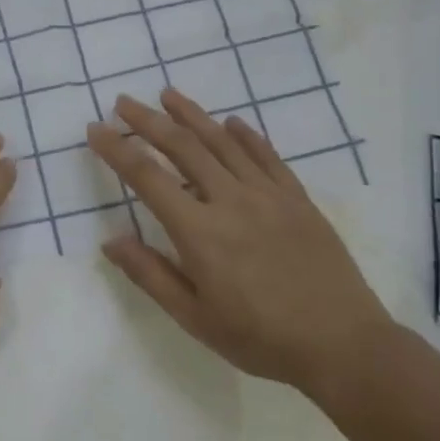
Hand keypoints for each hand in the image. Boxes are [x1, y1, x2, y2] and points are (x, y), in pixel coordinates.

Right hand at [87, 88, 391, 398]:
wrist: (344, 346)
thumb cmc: (261, 338)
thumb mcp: (195, 318)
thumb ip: (151, 275)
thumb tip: (110, 241)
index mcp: (199, 231)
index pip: (147, 177)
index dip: (117, 150)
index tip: (95, 130)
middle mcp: (230, 201)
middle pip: (183, 146)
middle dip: (148, 120)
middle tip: (124, 101)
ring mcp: (268, 195)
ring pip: (223, 142)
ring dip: (192, 115)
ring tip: (168, 94)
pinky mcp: (298, 199)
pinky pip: (268, 157)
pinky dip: (246, 135)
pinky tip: (232, 122)